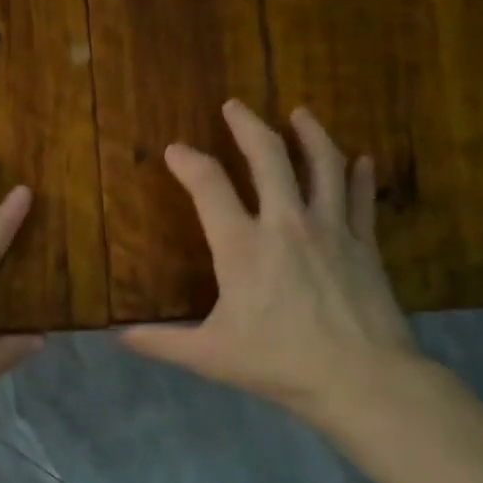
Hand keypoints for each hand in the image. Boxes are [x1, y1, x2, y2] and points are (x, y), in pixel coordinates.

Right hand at [121, 100, 417, 430]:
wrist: (358, 377)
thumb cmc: (277, 363)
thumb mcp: (208, 355)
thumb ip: (161, 342)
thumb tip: (118, 337)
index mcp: (242, 246)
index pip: (208, 186)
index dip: (188, 162)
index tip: (175, 150)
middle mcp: (286, 223)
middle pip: (268, 156)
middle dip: (248, 125)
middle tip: (235, 106)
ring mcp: (330, 229)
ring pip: (323, 164)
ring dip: (310, 134)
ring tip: (301, 114)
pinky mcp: (363, 244)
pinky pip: (362, 198)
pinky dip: (359, 176)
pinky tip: (361, 160)